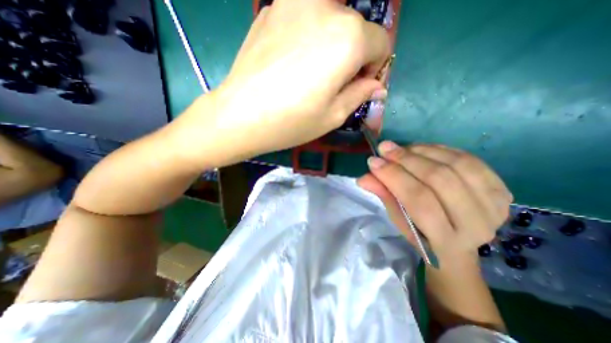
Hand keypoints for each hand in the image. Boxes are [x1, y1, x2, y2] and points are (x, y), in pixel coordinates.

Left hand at [176, 0, 388, 166]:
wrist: (240, 115)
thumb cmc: (292, 121)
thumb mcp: (334, 116)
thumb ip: (360, 94)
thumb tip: (377, 85)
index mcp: (348, 37)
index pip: (381, 42)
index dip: (374, 67)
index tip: (359, 85)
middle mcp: (326, 7)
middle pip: (356, 28)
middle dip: (353, 55)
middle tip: (333, 82)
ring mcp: (294, 1)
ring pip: (332, 18)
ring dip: (332, 43)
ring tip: (312, 71)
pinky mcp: (271, 8)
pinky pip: (304, 17)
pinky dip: (308, 35)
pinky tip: (292, 61)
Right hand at [359, 141, 511, 262]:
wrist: (458, 241)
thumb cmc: (421, 233)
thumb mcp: (399, 219)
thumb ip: (384, 195)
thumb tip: (363, 177)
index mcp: (446, 240)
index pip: (418, 200)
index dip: (394, 176)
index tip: (373, 161)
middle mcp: (477, 225)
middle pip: (438, 180)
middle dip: (406, 159)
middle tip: (385, 148)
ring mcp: (495, 206)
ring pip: (455, 165)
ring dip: (422, 151)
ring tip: (402, 148)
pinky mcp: (501, 190)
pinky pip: (469, 159)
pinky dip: (441, 150)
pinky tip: (422, 149)